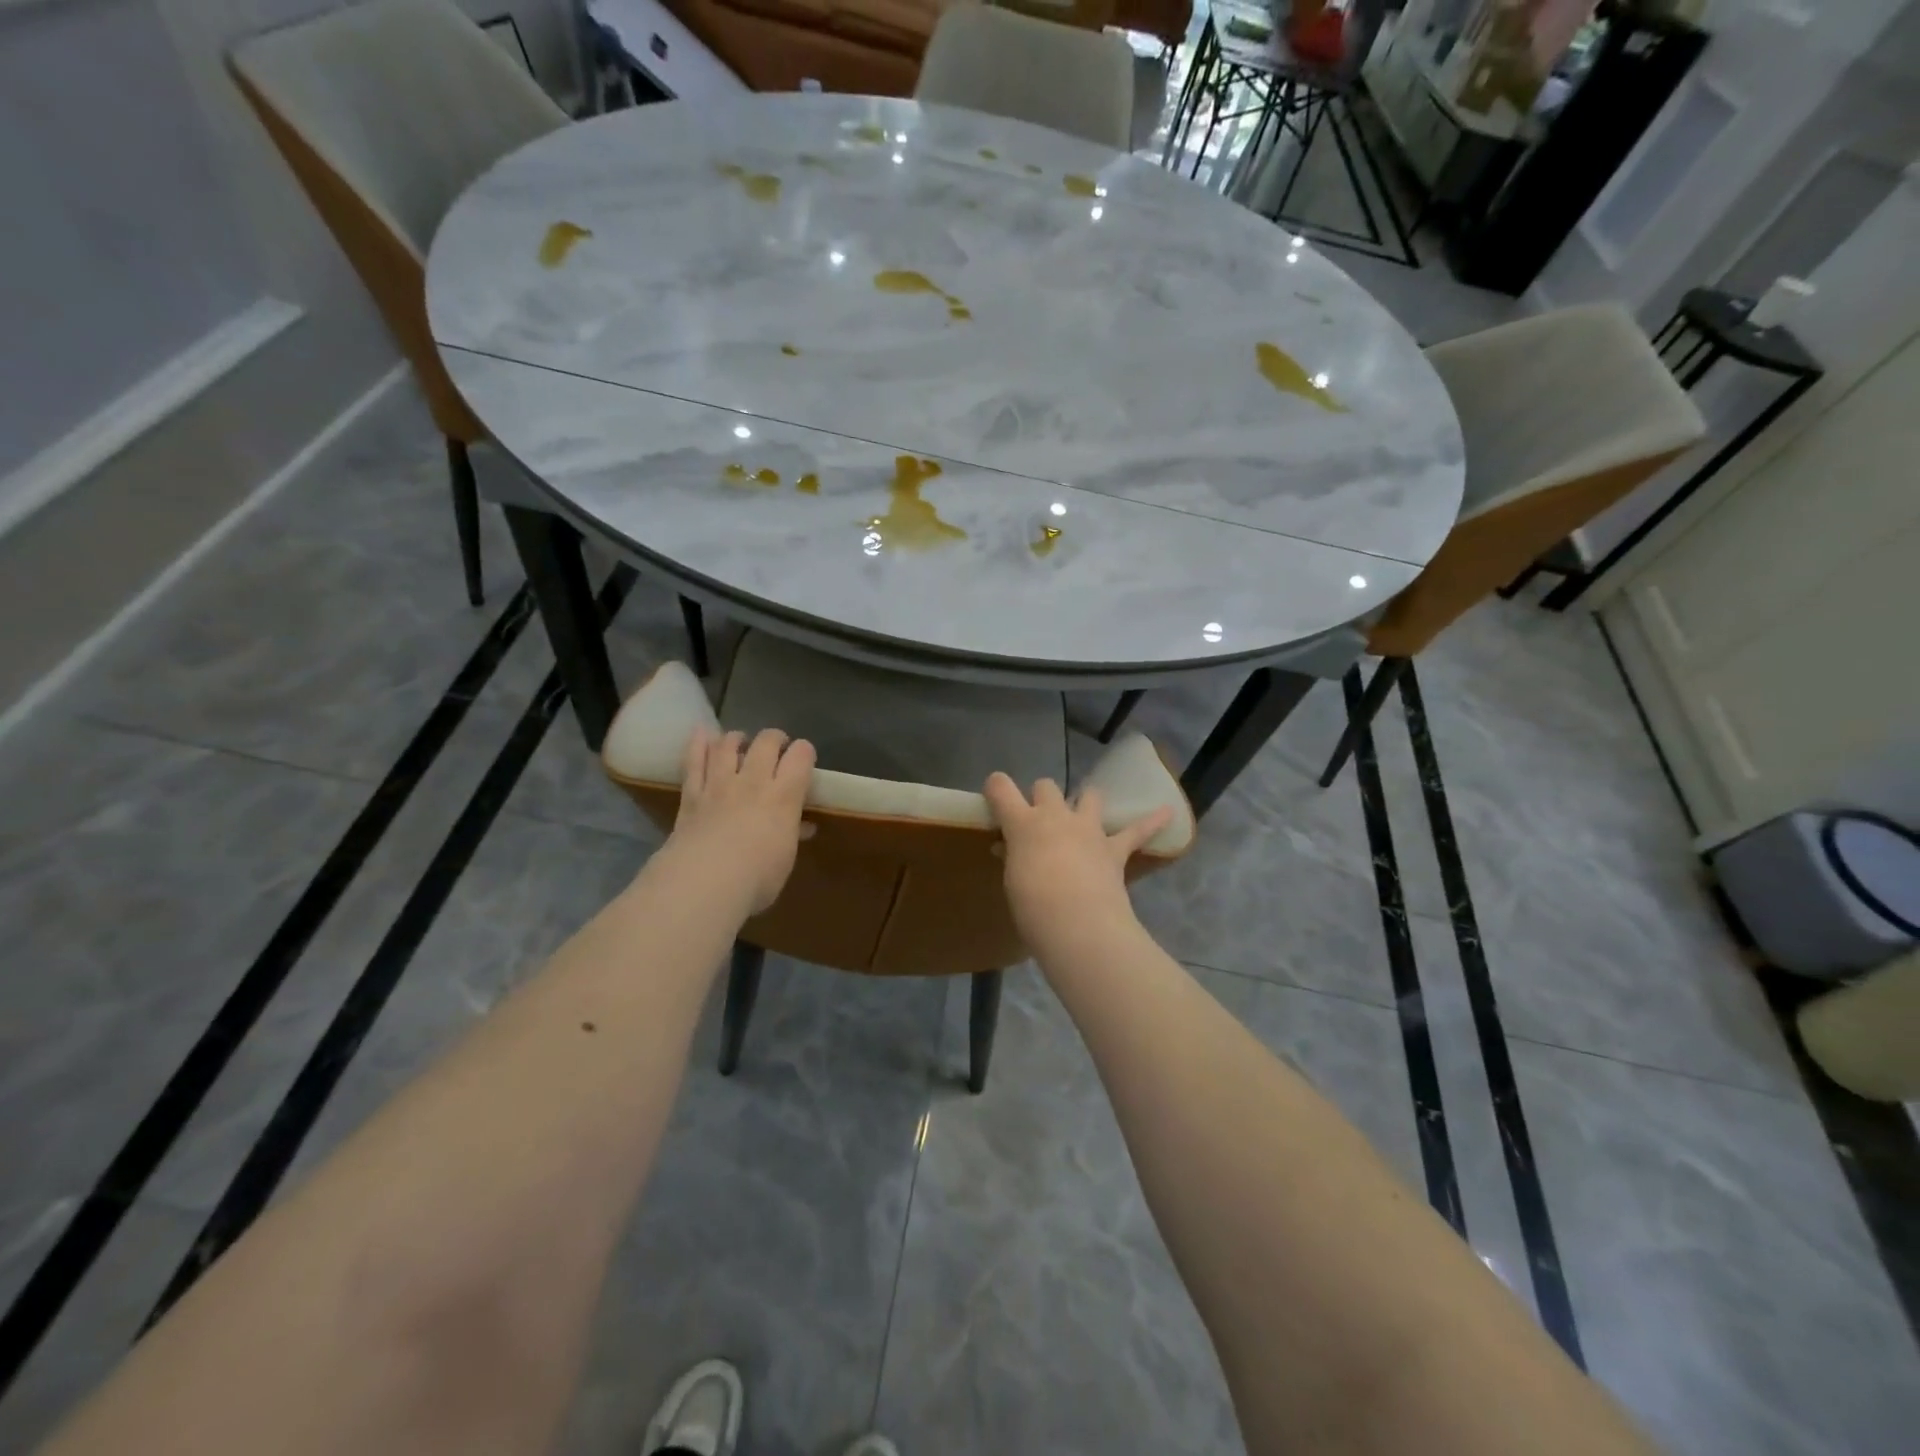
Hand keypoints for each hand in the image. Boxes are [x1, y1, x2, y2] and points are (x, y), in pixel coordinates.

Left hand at [668, 728, 815, 913]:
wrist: (704, 883)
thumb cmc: (756, 878)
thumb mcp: (785, 859)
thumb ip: (792, 835)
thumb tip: (803, 827)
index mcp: (784, 796)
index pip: (801, 756)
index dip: (804, 751)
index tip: (804, 758)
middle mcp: (753, 782)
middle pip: (766, 742)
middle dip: (774, 738)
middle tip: (776, 747)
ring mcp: (719, 785)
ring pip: (728, 746)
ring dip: (737, 738)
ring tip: (741, 741)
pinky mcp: (692, 795)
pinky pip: (694, 762)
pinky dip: (698, 744)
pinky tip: (702, 733)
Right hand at [983, 774, 1171, 953]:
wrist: (1077, 924)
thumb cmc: (1032, 906)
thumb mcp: (1012, 880)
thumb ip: (1013, 858)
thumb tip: (1008, 849)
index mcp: (1023, 824)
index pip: (1001, 788)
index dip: (996, 787)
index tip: (994, 795)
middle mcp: (1055, 816)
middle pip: (1046, 786)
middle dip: (1041, 797)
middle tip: (1037, 819)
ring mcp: (1087, 829)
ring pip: (1088, 795)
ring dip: (1084, 800)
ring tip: (1083, 809)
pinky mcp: (1114, 849)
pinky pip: (1137, 831)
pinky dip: (1153, 821)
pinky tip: (1168, 813)